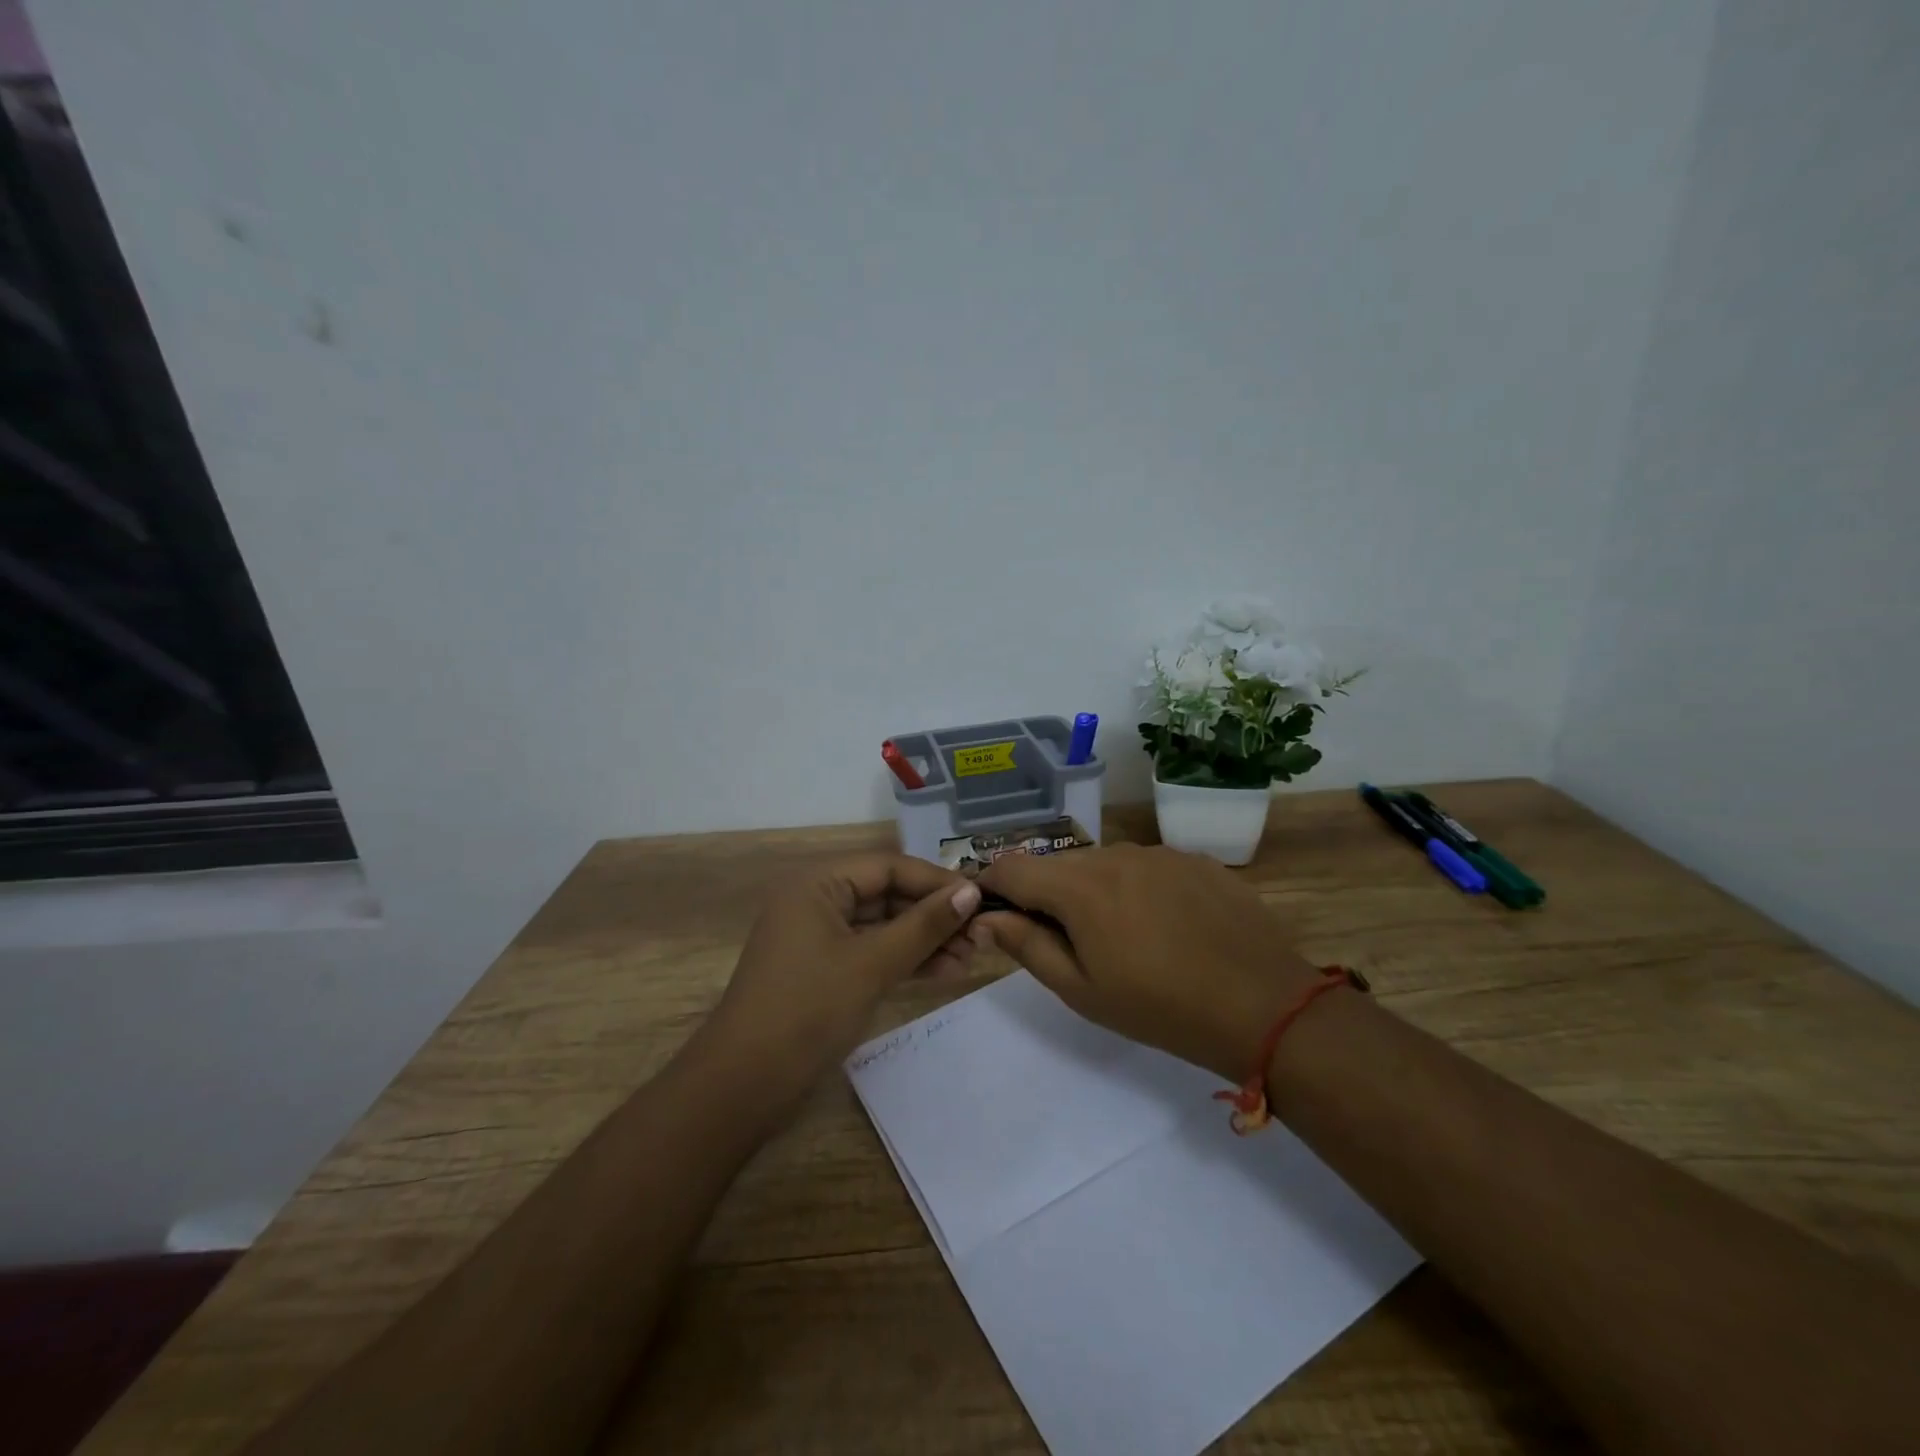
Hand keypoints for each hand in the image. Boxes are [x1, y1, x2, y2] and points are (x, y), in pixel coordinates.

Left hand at [702, 854, 985, 1114]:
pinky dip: (905, 960)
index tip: (980, 898)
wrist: (745, 1085)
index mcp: (818, 885)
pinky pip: (873, 953)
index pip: (888, 867)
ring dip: (925, 940)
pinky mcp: (825, 972)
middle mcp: (818, 902)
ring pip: (883, 927)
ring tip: (970, 958)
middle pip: (887, 895)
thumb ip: (923, 926)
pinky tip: (944, 972)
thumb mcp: (872, 964)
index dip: (935, 881)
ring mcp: (820, 938)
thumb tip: (971, 892)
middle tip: (980, 934)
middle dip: (933, 915)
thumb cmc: (808, 1010)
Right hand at [976, 843, 1322, 1081]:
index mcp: (1080, 886)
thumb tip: (986, 917)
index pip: (1012, 868)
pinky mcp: (1195, 860)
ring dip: (1095, 890)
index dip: (993, 886)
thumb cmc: (1159, 1007)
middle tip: (1066, 940)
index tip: (995, 912)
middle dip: (1047, 894)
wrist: (1262, 1005)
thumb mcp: (1081, 990)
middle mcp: (1115, 854)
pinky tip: (1165, 926)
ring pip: (1105, 863)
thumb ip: (1026, 945)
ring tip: (1122, 936)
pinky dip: (1138, 888)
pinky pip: (1147, 866)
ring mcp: (1160, 852)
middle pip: (1060, 865)